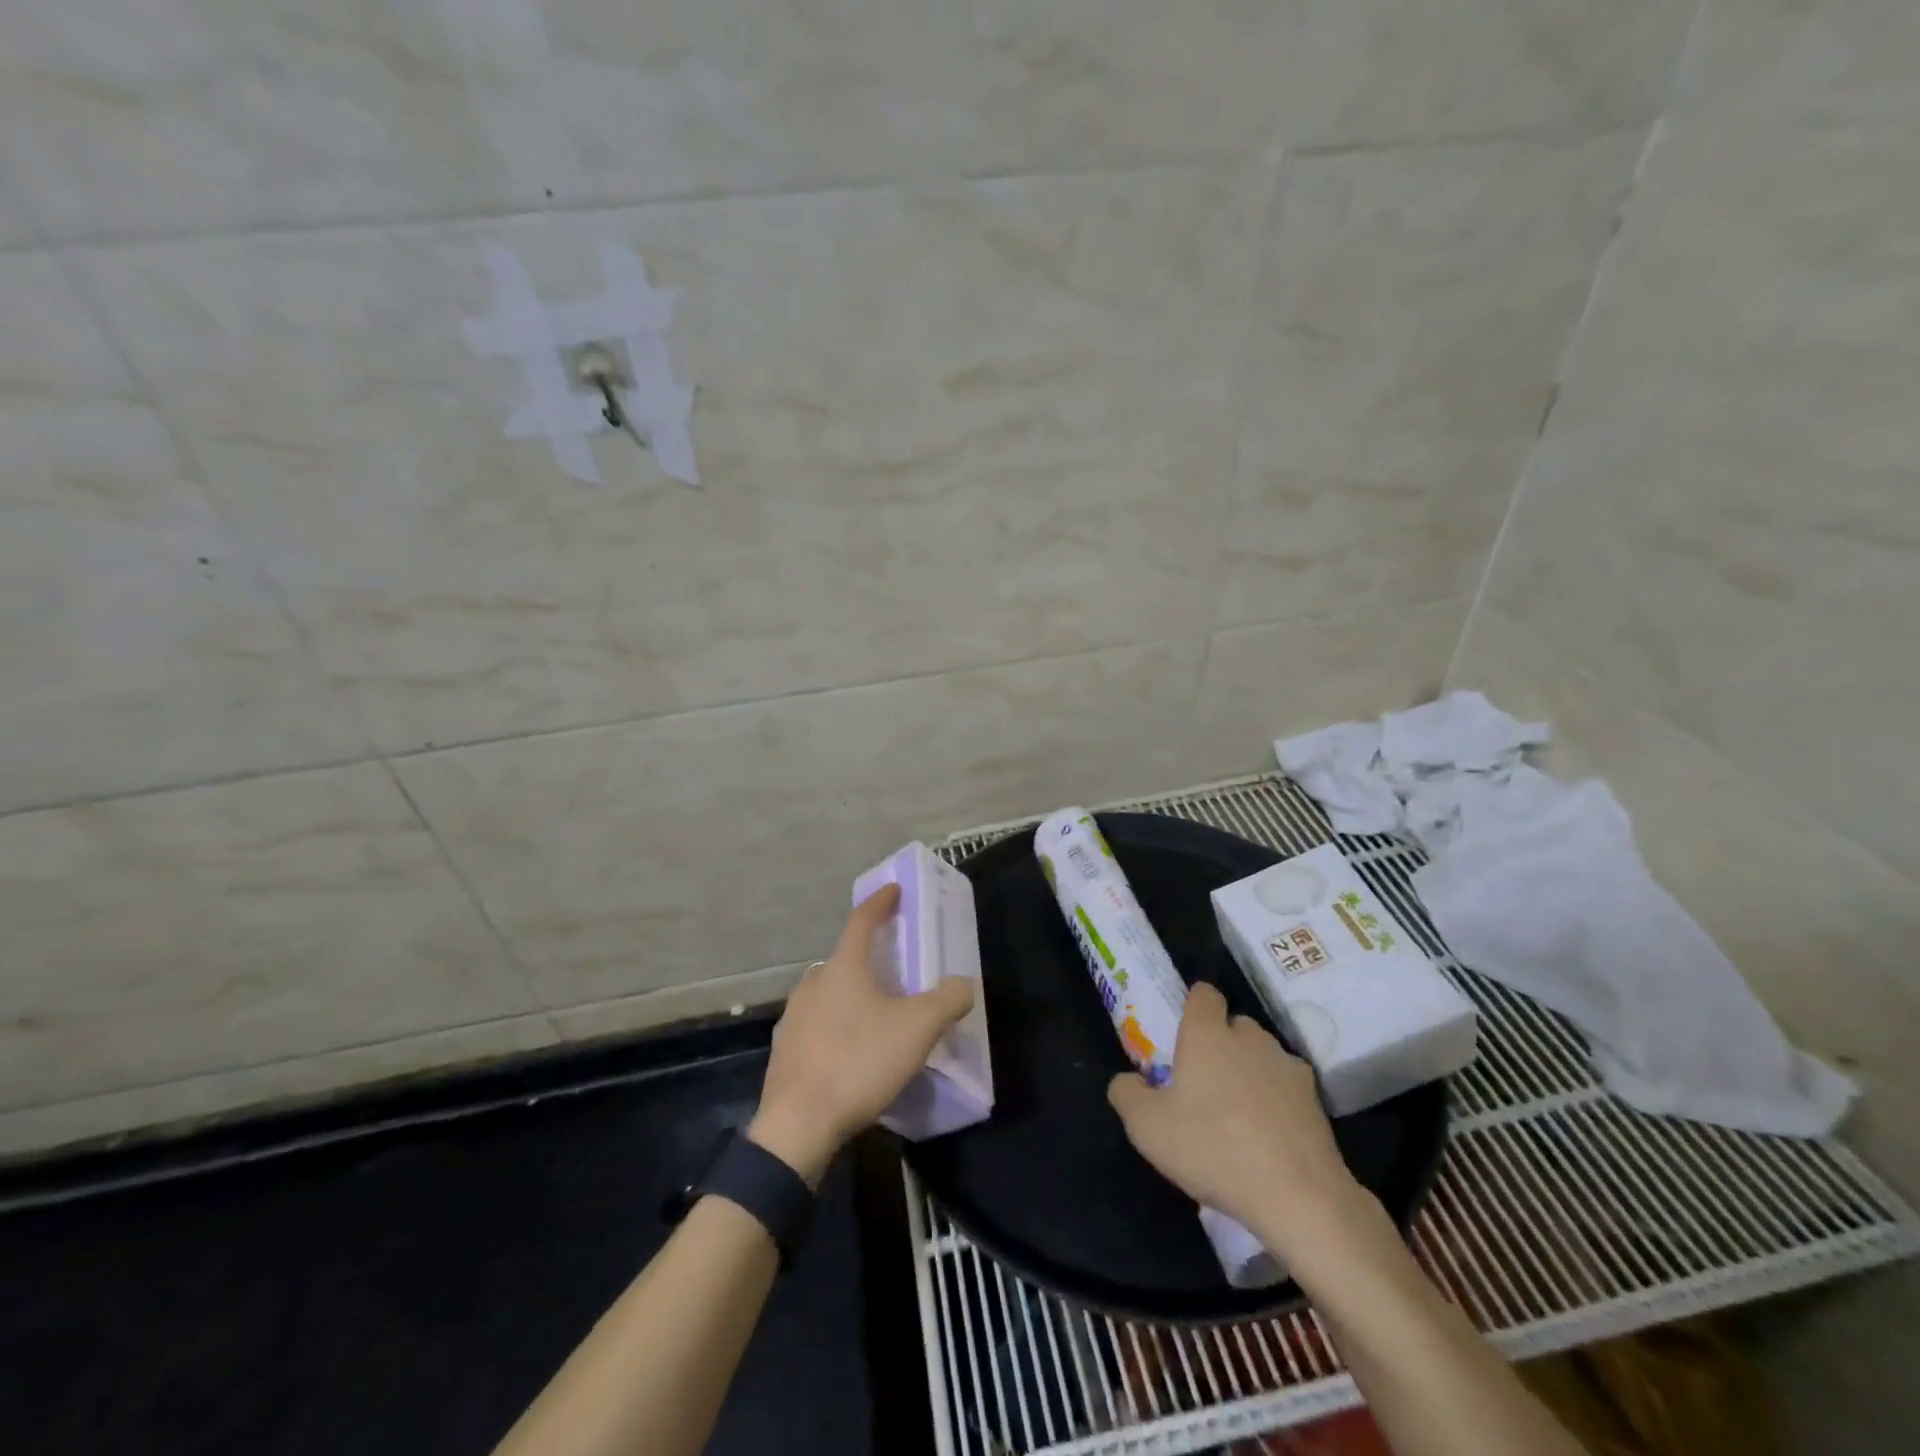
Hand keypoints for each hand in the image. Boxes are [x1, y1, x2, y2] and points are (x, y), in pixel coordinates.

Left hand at [749, 884, 974, 1184]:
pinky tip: (851, 1050)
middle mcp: (813, 983)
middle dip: (869, 957)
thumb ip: (946, 1001)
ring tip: (876, 1013)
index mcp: (843, 968)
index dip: (881, 902)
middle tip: (895, 967)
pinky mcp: (785, 1050)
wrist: (798, 1125)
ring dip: (852, 994)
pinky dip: (836, 1025)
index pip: (862, 920)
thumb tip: (963, 985)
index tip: (894, 890)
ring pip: (829, 993)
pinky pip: (817, 1025)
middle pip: (845, 959)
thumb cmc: (859, 1062)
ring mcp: (793, 1017)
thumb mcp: (917, 1030)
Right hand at [1107, 983, 1365, 1259]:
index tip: (1183, 1036)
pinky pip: (1286, 1088)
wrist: (1298, 1196)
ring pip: (1261, 1055)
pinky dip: (1277, 1102)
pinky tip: (1268, 1139)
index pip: (1203, 993)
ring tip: (1237, 1117)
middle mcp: (1250, 1038)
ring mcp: (1287, 1066)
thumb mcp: (1146, 1127)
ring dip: (1249, 1072)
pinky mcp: (1316, 1100)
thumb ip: (1126, 1093)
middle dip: (1220, 1045)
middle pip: (1233, 1025)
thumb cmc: (1212, 1148)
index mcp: (1207, 1033)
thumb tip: (1129, 1080)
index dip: (1193, 1008)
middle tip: (1203, 1085)